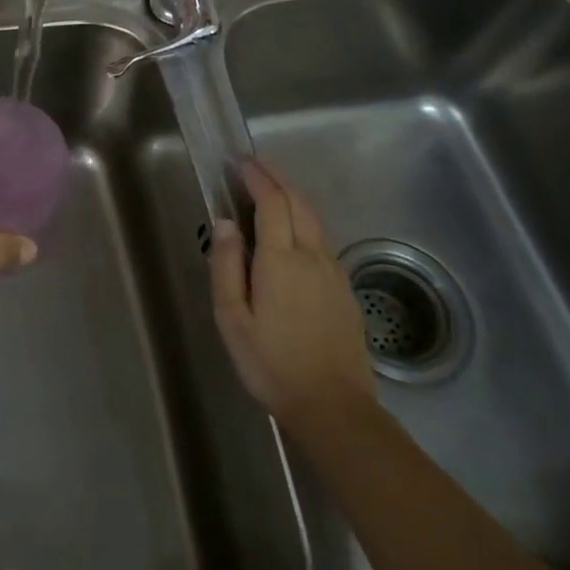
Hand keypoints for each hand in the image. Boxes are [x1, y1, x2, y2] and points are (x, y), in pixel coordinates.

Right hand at [208, 159, 374, 421]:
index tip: (241, 163)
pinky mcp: (345, 289)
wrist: (334, 406)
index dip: (258, 177)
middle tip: (255, 165)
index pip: (272, 202)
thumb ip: (226, 265)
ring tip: (272, 189)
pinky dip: (305, 220)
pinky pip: (323, 240)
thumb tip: (225, 223)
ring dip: (293, 196)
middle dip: (277, 178)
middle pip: (298, 202)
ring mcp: (333, 272)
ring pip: (315, 219)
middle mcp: (312, 256)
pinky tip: (293, 232)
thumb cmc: (271, 363)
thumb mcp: (232, 318)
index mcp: (281, 260)